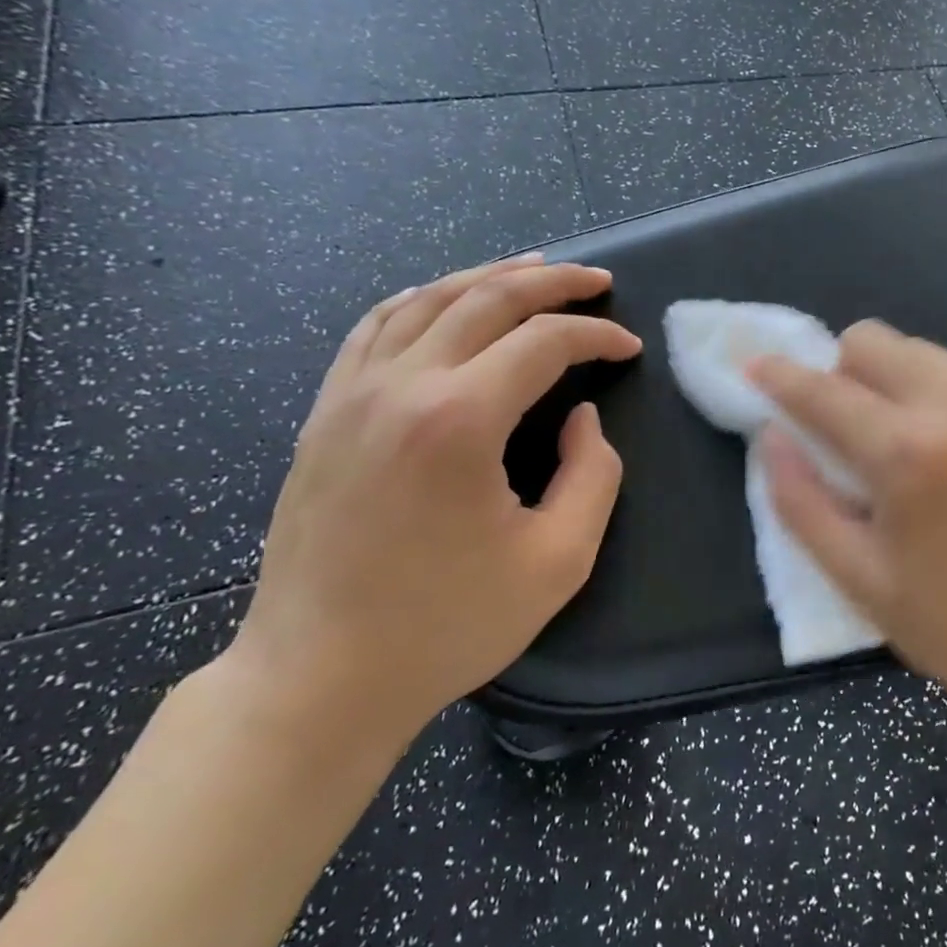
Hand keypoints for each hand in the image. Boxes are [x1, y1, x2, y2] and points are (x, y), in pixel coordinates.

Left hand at [225, 256, 642, 750]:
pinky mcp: (324, 413)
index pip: (544, 342)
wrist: (318, 678)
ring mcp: (352, 394)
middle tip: (598, 281)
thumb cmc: (446, 626)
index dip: (597, 335)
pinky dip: (422, 299)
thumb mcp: (558, 561)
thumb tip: (581, 417)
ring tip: (535, 269)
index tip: (628, 348)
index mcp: (459, 420)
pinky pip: (375, 327)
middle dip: (554, 282)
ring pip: (428, 299)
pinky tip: (445, 299)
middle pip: (487, 298)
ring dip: (489, 276)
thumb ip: (592, 475)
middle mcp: (401, 386)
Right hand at [751, 321, 946, 761]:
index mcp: (908, 455)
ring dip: (889, 380)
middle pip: (874, 340)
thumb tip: (770, 437)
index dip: (780, 376)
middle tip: (841, 423)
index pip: (824, 390)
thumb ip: (799, 500)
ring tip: (897, 438)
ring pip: (920, 351)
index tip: (756, 367)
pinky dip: (936, 397)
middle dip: (841, 370)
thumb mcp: (858, 578)